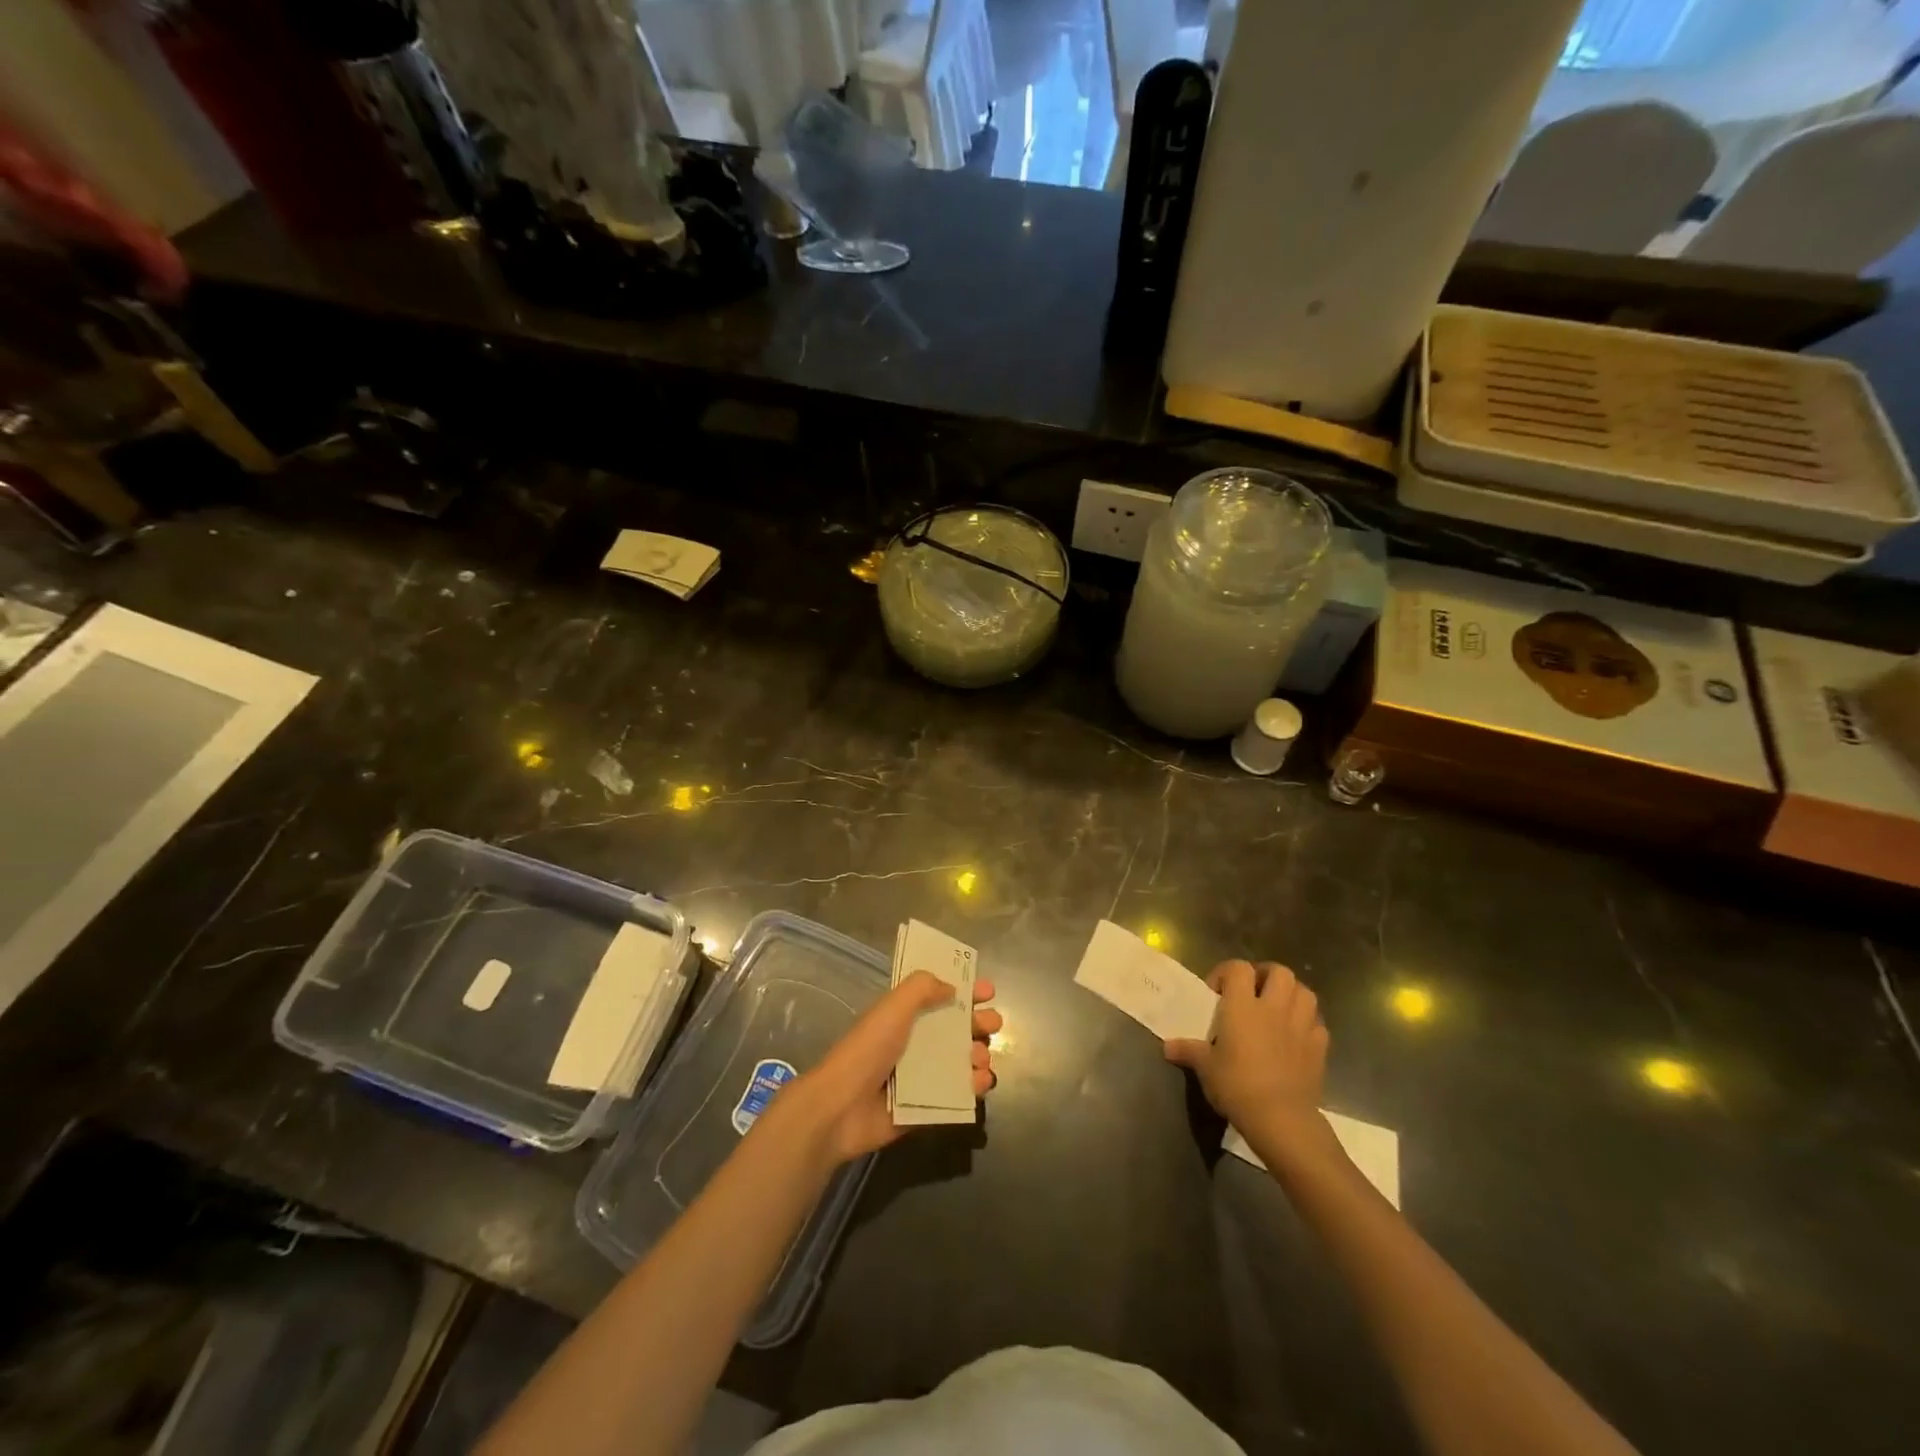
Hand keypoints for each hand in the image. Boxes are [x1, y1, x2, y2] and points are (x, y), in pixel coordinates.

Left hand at [774, 971, 1000, 1167]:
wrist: (842, 1106)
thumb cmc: (869, 1049)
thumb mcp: (894, 1007)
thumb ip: (922, 988)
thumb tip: (951, 987)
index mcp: (905, 1016)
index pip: (940, 997)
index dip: (964, 991)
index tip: (988, 991)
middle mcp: (915, 1043)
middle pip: (957, 1029)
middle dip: (979, 1023)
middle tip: (991, 1025)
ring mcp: (921, 1077)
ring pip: (962, 1061)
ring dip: (979, 1055)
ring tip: (980, 1057)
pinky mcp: (926, 1107)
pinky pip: (957, 1095)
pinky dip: (974, 1087)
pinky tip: (981, 1082)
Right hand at [1165, 960, 1327, 1149]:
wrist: (1281, 1119)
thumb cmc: (1237, 1086)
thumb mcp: (1206, 1068)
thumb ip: (1189, 1051)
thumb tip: (1168, 1047)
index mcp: (1243, 1006)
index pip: (1238, 968)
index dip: (1227, 972)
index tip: (1217, 992)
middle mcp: (1274, 1008)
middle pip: (1279, 971)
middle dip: (1266, 975)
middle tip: (1253, 991)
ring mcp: (1301, 1026)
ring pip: (1304, 992)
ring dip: (1291, 994)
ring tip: (1277, 1008)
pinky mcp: (1319, 1048)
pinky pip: (1317, 1023)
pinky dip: (1308, 1023)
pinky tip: (1296, 1035)